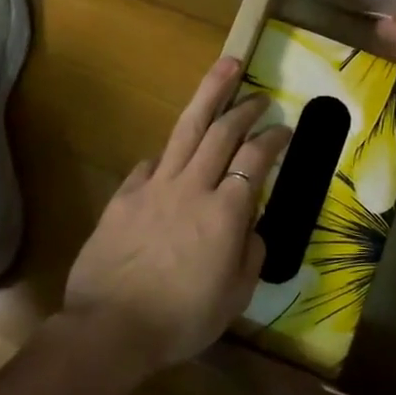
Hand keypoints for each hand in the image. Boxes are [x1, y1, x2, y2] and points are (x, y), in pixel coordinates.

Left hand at [62, 57, 291, 372]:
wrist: (110, 326)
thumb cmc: (180, 319)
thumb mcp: (234, 297)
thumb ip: (250, 255)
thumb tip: (251, 227)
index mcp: (224, 212)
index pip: (255, 161)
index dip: (273, 139)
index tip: (285, 128)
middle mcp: (192, 187)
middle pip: (221, 132)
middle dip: (244, 107)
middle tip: (259, 94)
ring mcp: (154, 186)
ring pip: (186, 130)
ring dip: (209, 96)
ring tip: (224, 68)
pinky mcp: (125, 195)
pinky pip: (151, 163)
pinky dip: (167, 153)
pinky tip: (171, 152)